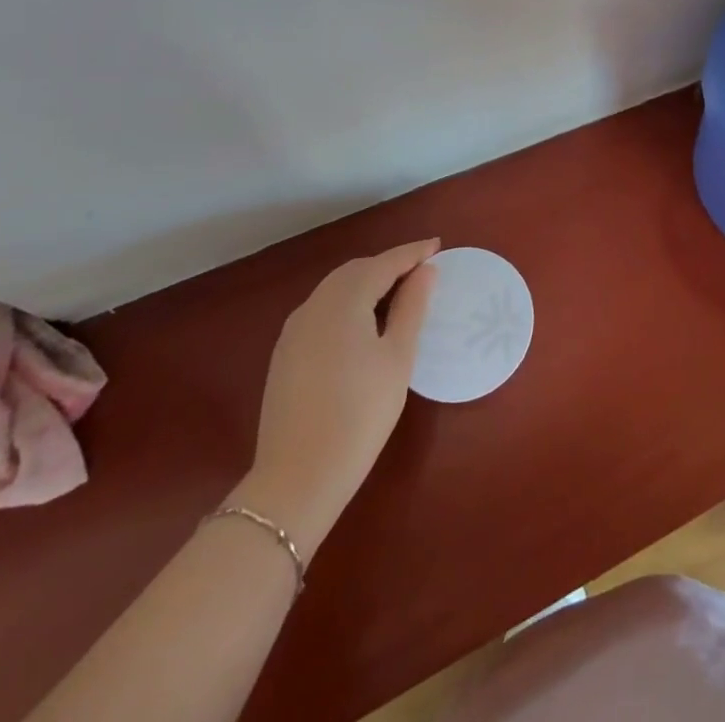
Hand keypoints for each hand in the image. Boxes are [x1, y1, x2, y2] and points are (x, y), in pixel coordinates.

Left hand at [232, 239, 438, 554]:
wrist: (297, 479)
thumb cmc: (360, 414)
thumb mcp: (397, 357)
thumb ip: (412, 307)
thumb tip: (425, 271)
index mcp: (343, 301)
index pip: (383, 263)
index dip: (412, 253)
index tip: (438, 245)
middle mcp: (313, 306)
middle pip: (356, 271)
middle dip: (389, 265)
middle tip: (422, 271)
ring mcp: (294, 330)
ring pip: (336, 289)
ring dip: (368, 283)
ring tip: (398, 294)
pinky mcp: (285, 354)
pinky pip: (322, 310)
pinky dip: (348, 303)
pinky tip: (364, 323)